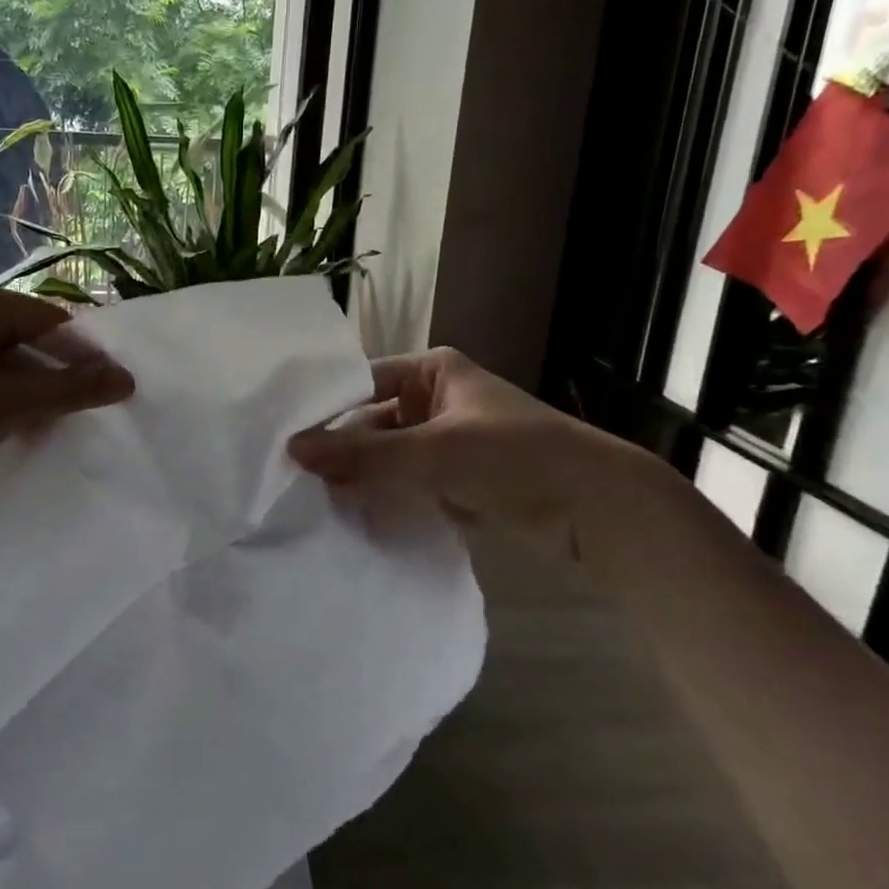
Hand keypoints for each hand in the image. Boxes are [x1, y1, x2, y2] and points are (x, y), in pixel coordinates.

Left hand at [0, 275, 134, 499]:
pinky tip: (18, 428)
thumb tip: (129, 380)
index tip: (115, 390)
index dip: (84, 356)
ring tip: (53, 427)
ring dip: (31, 393)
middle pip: (27, 339)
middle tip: (86, 415)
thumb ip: (70, 390)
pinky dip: (3, 397)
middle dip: (55, 378)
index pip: (49, 320)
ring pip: (6, 360)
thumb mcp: (7, 405)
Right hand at [287, 347, 635, 541]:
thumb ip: (364, 453)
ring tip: (313, 501)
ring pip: (390, 456)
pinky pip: (409, 483)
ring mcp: (448, 441)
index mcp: (433, 372)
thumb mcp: (435, 451)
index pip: (362, 384)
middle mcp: (437, 399)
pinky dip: (387, 497)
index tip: (286, 439)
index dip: (326, 410)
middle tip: (293, 478)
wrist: (602, 510)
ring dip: (362, 478)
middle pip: (373, 422)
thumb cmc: (516, 457)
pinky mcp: (459, 480)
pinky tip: (353, 516)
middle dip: (341, 451)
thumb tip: (292, 449)